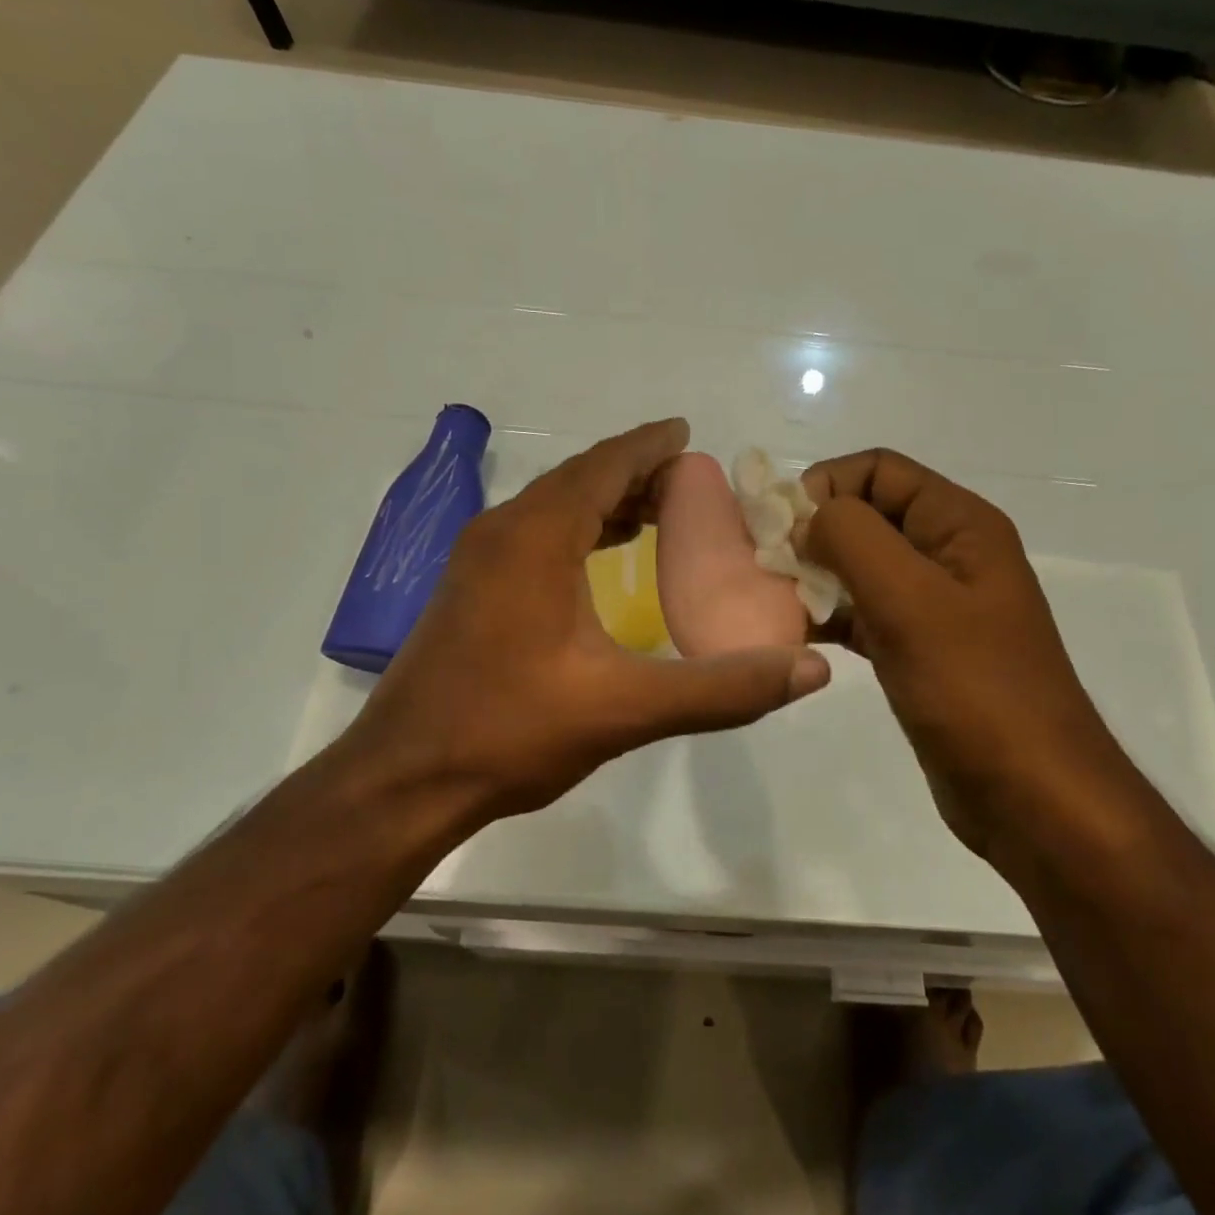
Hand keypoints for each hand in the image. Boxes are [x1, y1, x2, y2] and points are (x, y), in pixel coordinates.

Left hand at [340, 420, 831, 825]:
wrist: (404, 779)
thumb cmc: (511, 732)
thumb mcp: (626, 709)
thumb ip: (722, 688)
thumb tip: (810, 672)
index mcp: (536, 536)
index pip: (604, 466)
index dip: (650, 446)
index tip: (688, 434)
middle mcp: (502, 530)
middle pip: (579, 478)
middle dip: (635, 472)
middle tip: (690, 480)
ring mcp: (478, 559)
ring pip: (554, 506)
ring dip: (605, 500)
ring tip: (659, 512)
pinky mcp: (470, 588)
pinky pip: (535, 534)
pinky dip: (578, 529)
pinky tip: (602, 556)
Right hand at [799, 449, 1120, 859]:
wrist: (1030, 795)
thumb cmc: (974, 688)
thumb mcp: (910, 599)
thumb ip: (852, 537)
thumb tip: (807, 517)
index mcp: (959, 524)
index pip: (879, 469)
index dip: (827, 484)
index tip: (783, 528)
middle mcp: (947, 553)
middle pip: (866, 514)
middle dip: (814, 532)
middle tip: (769, 567)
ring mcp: (933, 603)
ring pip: (860, 565)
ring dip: (815, 574)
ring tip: (774, 602)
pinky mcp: (917, 647)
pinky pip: (862, 612)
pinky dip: (828, 615)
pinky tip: (796, 635)